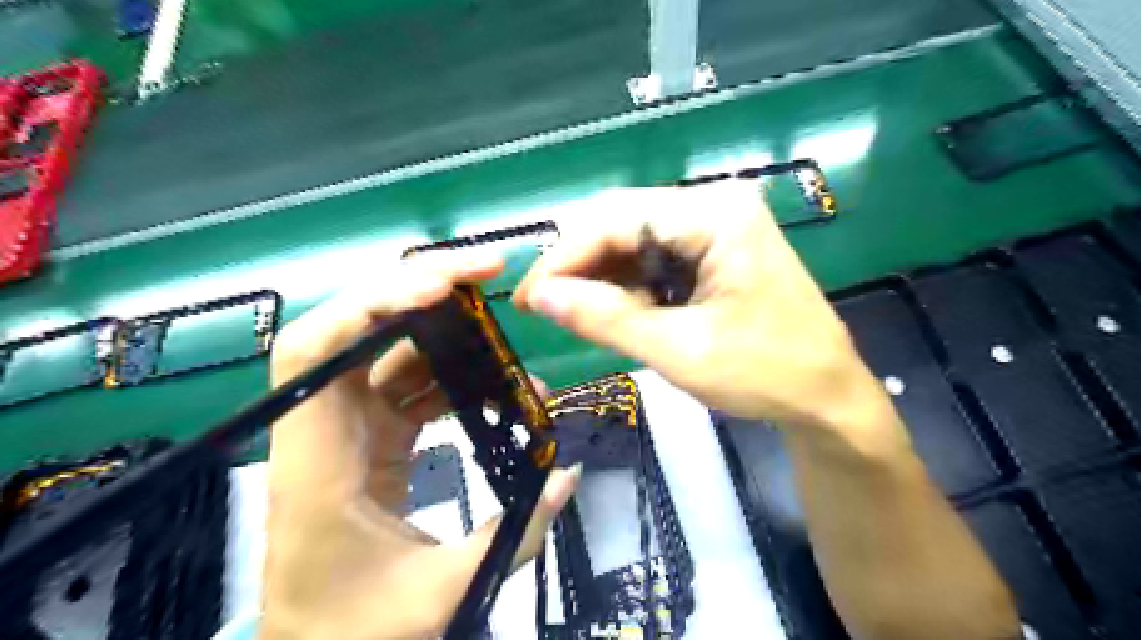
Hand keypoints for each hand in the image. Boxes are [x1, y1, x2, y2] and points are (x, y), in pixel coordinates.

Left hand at [259, 255, 574, 638]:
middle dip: (423, 287)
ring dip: (449, 331)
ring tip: (507, 332)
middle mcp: (325, 428)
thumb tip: (570, 474)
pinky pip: (413, 383)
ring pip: (392, 349)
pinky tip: (500, 384)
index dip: (374, 302)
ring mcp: (351, 428)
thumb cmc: (357, 635)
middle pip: (358, 326)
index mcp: (317, 463)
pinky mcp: (375, 437)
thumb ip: (516, 535)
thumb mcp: (443, 597)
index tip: (443, 288)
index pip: (318, 350)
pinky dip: (457, 373)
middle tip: (490, 272)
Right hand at [515, 177, 899, 442]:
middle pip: (621, 220)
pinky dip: (626, 283)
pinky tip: (613, 309)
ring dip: (600, 275)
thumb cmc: (766, 374)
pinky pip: (654, 256)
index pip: (615, 219)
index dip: (563, 257)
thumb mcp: (678, 350)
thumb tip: (541, 297)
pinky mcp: (715, 248)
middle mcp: (714, 204)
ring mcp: (716, 225)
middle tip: (543, 307)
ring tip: (573, 314)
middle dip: (578, 264)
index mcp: (715, 215)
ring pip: (633, 238)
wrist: (828, 398)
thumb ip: (605, 318)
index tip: (529, 299)